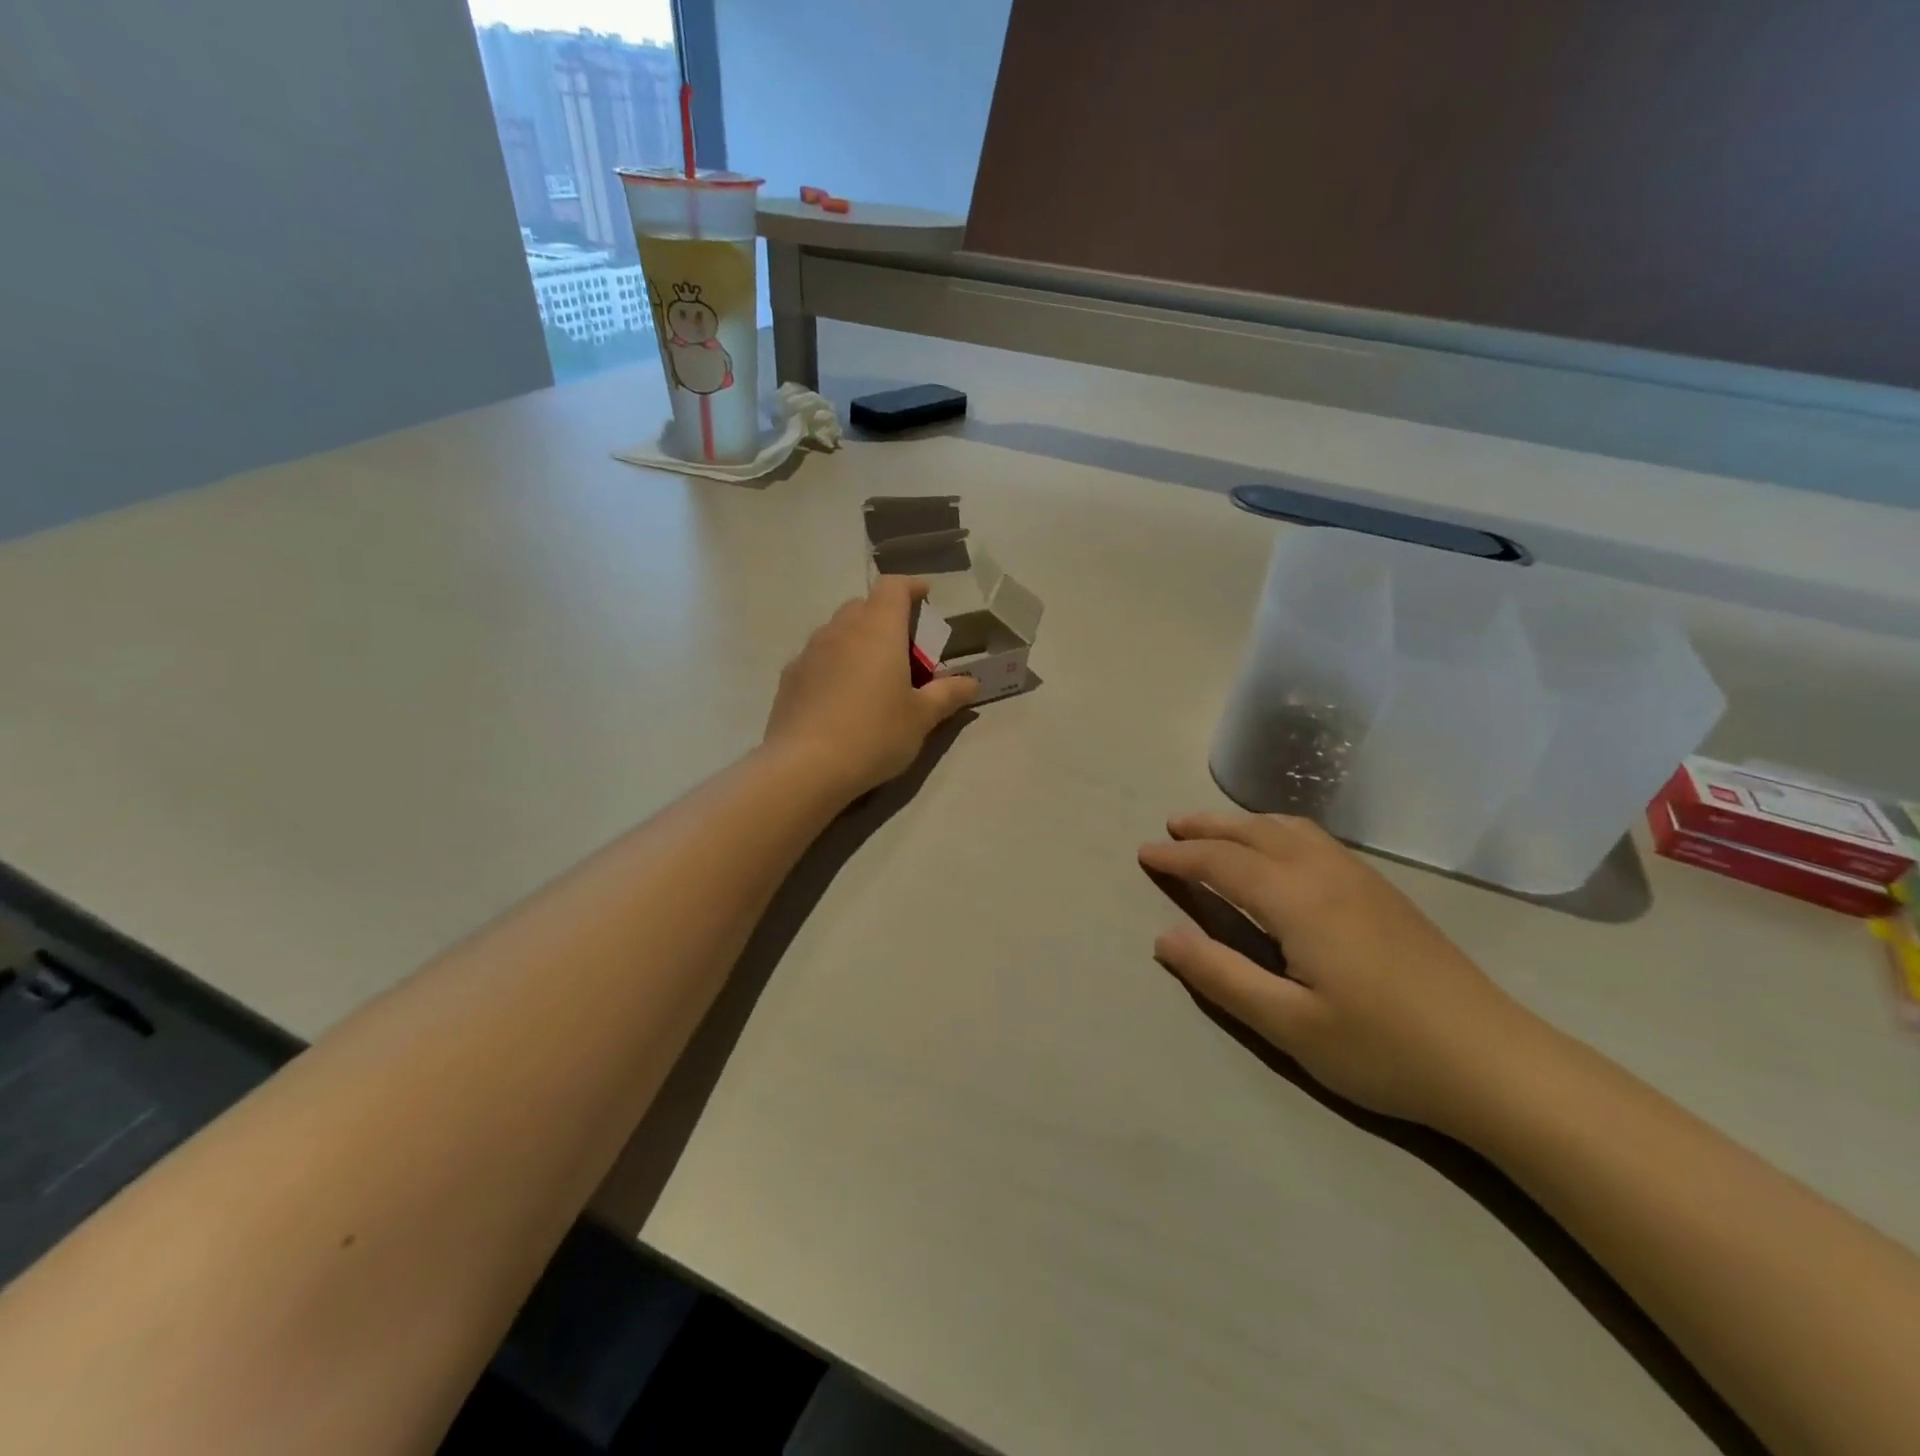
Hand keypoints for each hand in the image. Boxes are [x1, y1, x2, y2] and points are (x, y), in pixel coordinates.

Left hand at [765, 577, 977, 798]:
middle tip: (903, 649)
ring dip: (857, 641)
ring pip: (837, 631)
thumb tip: (971, 682)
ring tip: (872, 675)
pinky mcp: (789, 678)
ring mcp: (809, 652)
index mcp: (878, 629)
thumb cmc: (874, 734)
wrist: (805, 767)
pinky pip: (817, 658)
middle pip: (863, 606)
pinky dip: (834, 664)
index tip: (925, 598)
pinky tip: (841, 698)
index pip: (893, 586)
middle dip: (885, 617)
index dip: (911, 587)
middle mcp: (840, 630)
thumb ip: (948, 694)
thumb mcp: (921, 718)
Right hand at [1139, 811, 1541, 1131]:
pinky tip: (1281, 852)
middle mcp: (1326, 874)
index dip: (1179, 857)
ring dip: (1245, 823)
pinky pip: (1315, 840)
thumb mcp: (1289, 1025)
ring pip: (1290, 829)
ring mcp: (1361, 879)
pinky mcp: (1384, 893)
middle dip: (1209, 826)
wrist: (1496, 1063)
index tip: (1145, 853)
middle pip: (1255, 832)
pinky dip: (1278, 832)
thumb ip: (1221, 976)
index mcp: (1298, 900)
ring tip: (1217, 831)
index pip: (1222, 862)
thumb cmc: (1383, 1049)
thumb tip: (1165, 937)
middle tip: (1172, 827)